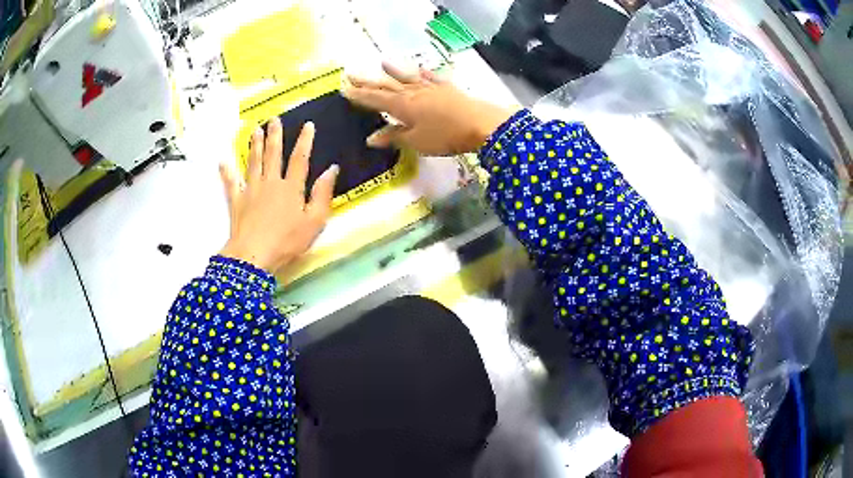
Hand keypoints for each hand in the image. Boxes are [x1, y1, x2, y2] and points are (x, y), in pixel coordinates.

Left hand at [219, 118, 338, 273]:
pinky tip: (222, 161)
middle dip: (275, 136)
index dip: (305, 141)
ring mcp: (251, 190)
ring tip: (255, 130)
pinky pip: (230, 183)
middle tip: (274, 119)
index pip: (300, 159)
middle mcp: (270, 183)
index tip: (307, 125)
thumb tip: (332, 169)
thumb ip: (323, 194)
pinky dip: (226, 172)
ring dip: (255, 145)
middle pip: (273, 154)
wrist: (254, 255)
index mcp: (291, 188)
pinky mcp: (236, 201)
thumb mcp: (314, 221)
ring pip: (253, 162)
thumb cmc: (287, 241)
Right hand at [342, 63, 513, 155]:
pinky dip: (422, 73)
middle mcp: (412, 92)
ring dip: (393, 71)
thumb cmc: (444, 135)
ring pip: (406, 78)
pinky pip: (430, 77)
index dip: (359, 95)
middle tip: (352, 74)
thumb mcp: (415, 141)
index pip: (374, 99)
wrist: (479, 124)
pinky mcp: (446, 87)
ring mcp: (430, 87)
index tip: (344, 89)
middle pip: (386, 85)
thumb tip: (371, 138)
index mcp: (401, 105)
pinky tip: (418, 68)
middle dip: (368, 81)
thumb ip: (393, 137)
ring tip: (382, 63)